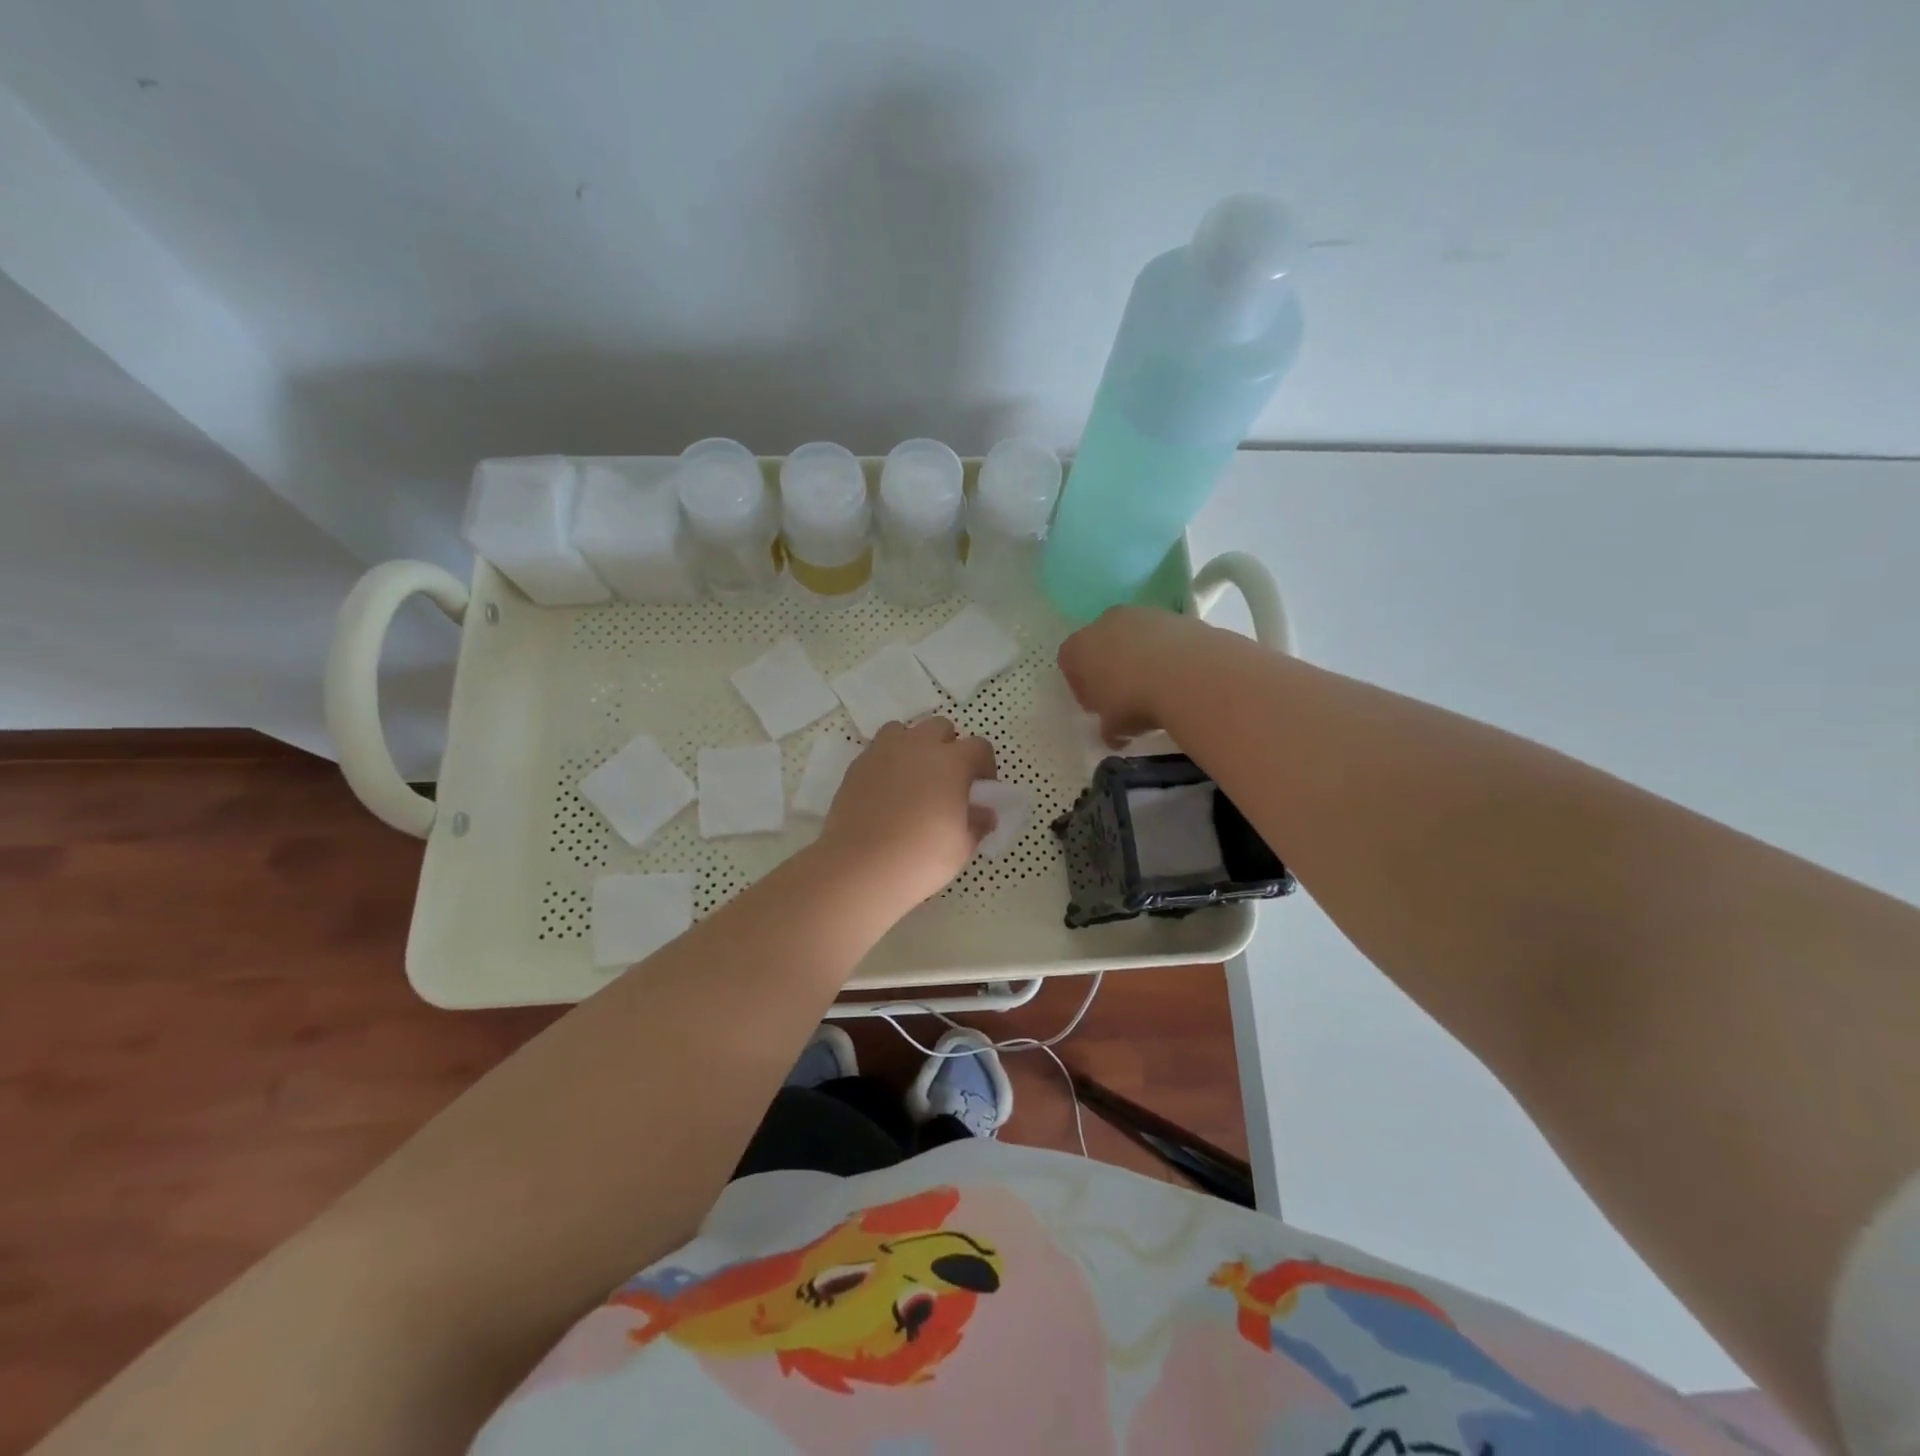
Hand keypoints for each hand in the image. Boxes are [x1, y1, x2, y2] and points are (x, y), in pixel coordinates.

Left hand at [817, 718, 996, 913]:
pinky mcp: (857, 766)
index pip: (979, 746)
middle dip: (948, 747)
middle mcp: (918, 746)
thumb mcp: (961, 846)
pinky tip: (886, 792)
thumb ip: (976, 823)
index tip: (981, 789)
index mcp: (952, 762)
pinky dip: (887, 762)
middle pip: (940, 728)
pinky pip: (878, 751)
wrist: (860, 867)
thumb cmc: (921, 857)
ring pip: (904, 731)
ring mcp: (883, 752)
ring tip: (913, 778)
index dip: (984, 765)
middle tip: (946, 780)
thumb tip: (984, 813)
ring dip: (914, 747)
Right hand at [1057, 606, 1216, 745]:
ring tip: (1156, 686)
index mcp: (1078, 647)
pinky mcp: (1175, 615)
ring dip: (1139, 658)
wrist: (1188, 673)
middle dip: (1109, 668)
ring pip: (1133, 637)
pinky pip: (1162, 637)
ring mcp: (1141, 614)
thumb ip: (1107, 728)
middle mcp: (1105, 622)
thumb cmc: (1134, 700)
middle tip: (1124, 697)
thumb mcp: (1113, 727)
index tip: (1096, 707)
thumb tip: (1113, 734)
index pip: (1068, 663)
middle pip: (1100, 644)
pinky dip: (1166, 653)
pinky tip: (1177, 676)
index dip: (1081, 687)